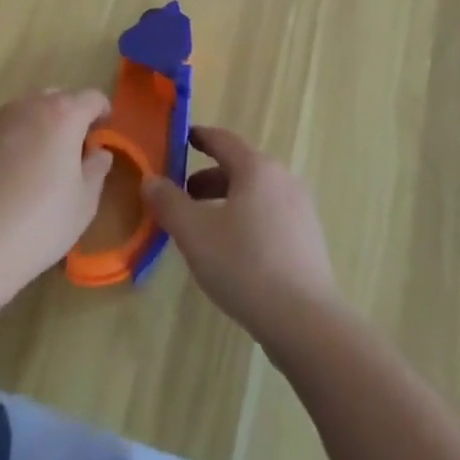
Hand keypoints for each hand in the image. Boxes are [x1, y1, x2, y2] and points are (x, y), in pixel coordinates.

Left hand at [0, 89, 112, 308]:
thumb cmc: (39, 224)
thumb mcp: (83, 204)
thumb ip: (97, 169)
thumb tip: (98, 152)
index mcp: (64, 115)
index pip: (92, 98)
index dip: (102, 112)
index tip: (103, 133)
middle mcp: (31, 105)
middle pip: (59, 97)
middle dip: (70, 116)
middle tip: (72, 149)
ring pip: (28, 110)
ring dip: (40, 125)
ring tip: (39, 160)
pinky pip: (4, 126)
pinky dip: (15, 138)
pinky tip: (10, 173)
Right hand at [142, 125, 338, 337]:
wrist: (306, 321)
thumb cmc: (245, 265)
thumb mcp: (195, 234)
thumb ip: (169, 203)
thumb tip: (150, 179)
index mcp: (257, 167)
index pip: (223, 140)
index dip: (199, 137)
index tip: (182, 139)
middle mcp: (283, 178)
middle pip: (240, 168)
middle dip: (209, 179)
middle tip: (184, 197)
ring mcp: (301, 208)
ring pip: (256, 194)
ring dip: (228, 202)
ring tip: (206, 229)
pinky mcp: (309, 239)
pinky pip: (271, 216)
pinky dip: (249, 220)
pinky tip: (237, 253)